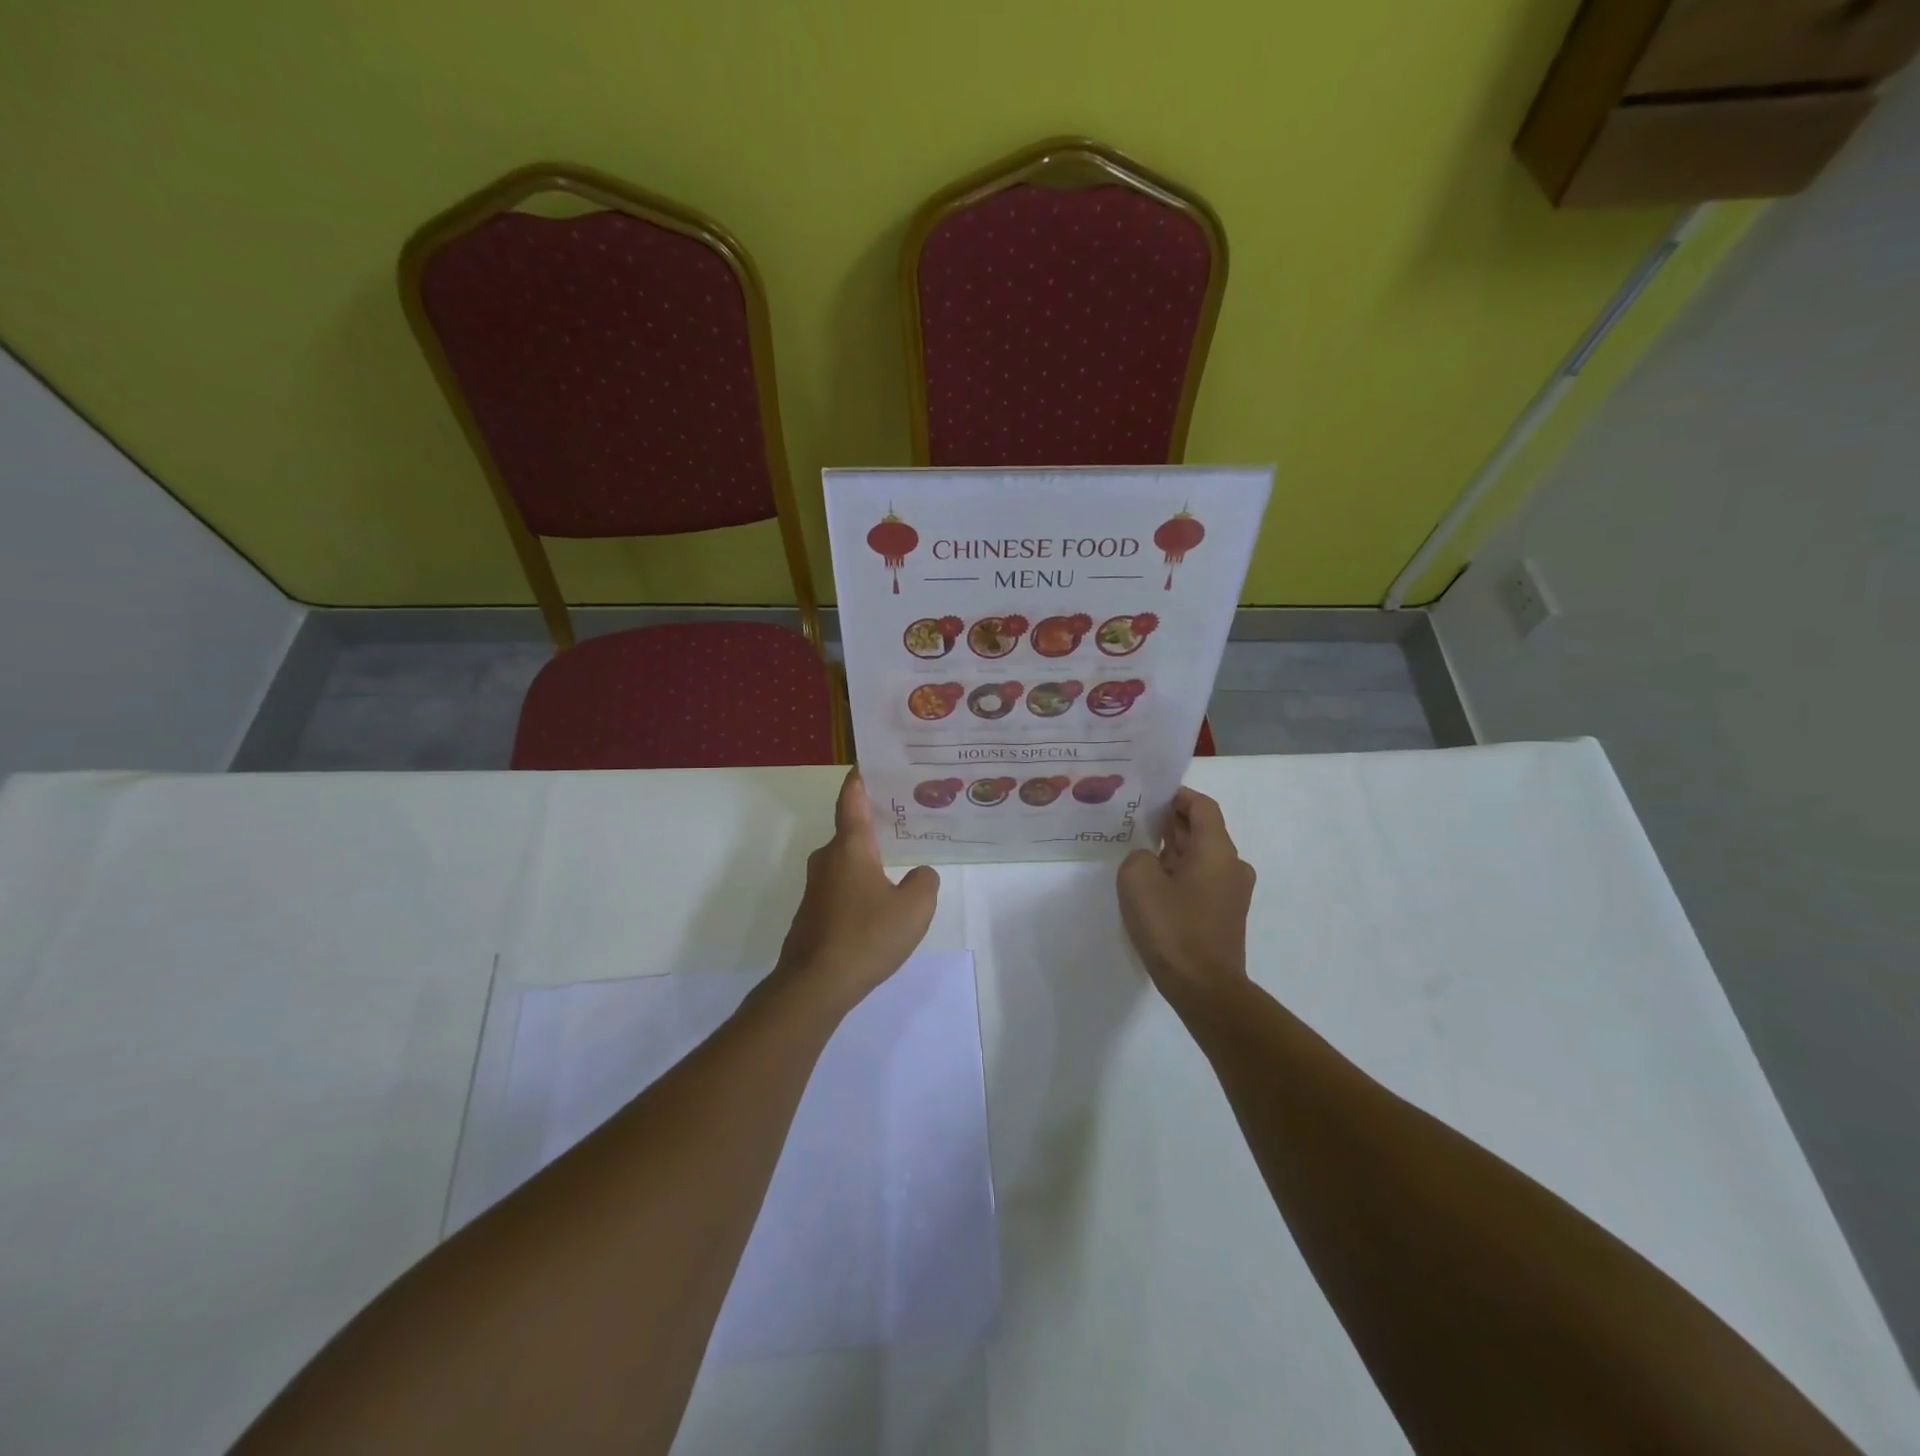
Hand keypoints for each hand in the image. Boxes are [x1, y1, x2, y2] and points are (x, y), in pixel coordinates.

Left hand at [773, 770, 939, 1015]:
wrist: (815, 985)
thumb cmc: (866, 936)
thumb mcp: (914, 908)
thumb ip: (924, 882)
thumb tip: (919, 874)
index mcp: (850, 847)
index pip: (852, 800)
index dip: (860, 779)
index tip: (867, 763)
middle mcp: (828, 859)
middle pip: (850, 831)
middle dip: (874, 822)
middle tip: (904, 816)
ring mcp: (816, 887)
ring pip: (846, 861)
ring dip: (868, 858)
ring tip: (899, 860)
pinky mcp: (812, 913)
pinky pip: (841, 886)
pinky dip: (860, 884)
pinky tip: (879, 903)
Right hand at [1117, 787, 1255, 1012]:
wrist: (1204, 988)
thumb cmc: (1172, 927)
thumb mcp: (1137, 879)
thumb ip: (1139, 856)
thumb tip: (1149, 861)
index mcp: (1217, 849)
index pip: (1202, 806)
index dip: (1176, 796)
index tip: (1149, 797)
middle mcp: (1232, 865)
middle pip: (1202, 830)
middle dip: (1171, 823)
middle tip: (1137, 822)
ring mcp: (1232, 893)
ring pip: (1201, 857)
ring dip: (1174, 851)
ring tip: (1140, 854)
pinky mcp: (1225, 916)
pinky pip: (1202, 881)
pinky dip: (1180, 875)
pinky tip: (1154, 888)